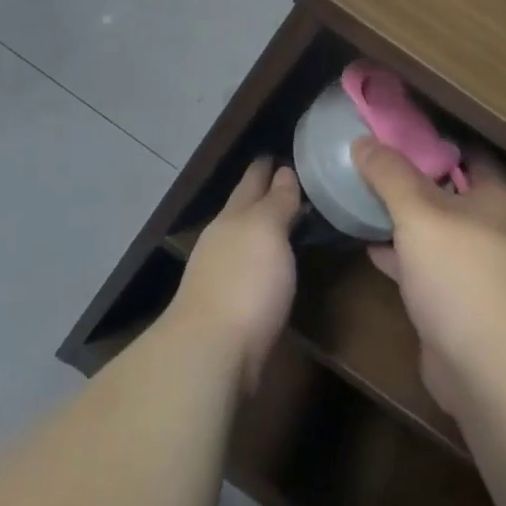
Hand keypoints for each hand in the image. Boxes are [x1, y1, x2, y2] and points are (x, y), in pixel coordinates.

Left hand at [168, 158, 300, 391]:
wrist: (212, 353)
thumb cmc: (244, 282)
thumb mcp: (266, 231)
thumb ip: (276, 202)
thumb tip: (283, 171)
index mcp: (232, 217)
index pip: (252, 181)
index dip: (265, 166)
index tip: (280, 152)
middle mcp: (223, 241)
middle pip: (245, 210)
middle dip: (264, 194)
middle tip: (293, 180)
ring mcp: (223, 276)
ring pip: (248, 241)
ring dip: (266, 229)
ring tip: (292, 220)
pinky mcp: (231, 309)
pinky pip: (253, 271)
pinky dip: (266, 261)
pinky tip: (278, 267)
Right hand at [353, 138, 505, 415]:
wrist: (486, 366)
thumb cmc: (460, 272)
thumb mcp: (418, 212)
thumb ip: (390, 174)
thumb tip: (363, 142)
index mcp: (499, 198)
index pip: (469, 152)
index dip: (433, 139)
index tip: (394, 132)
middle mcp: (497, 228)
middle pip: (450, 190)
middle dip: (412, 178)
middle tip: (372, 163)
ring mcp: (481, 268)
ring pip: (437, 230)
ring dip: (405, 218)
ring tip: (364, 198)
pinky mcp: (462, 301)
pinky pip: (428, 265)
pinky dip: (403, 254)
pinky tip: (370, 246)